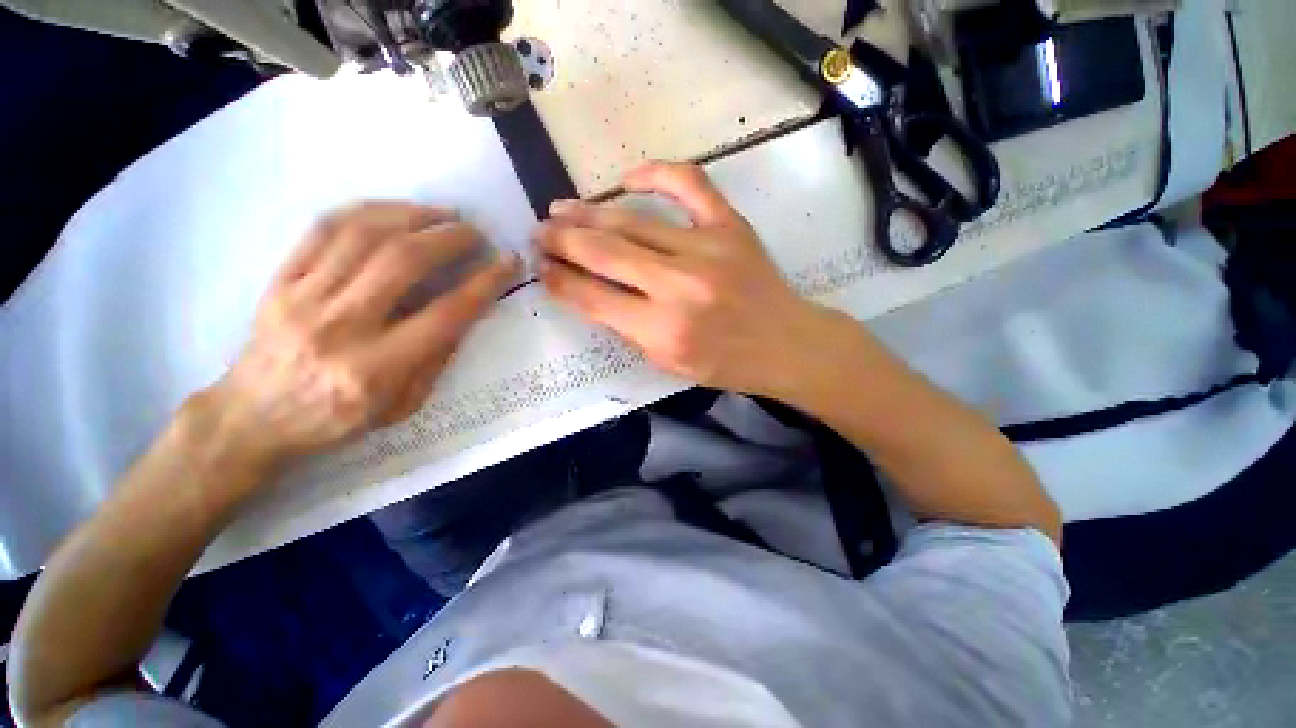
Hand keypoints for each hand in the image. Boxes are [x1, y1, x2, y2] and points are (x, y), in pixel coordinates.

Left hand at [204, 202, 520, 470]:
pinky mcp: (280, 280)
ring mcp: (302, 297)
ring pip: (362, 234)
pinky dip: (366, 211)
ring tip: (442, 214)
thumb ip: (437, 359)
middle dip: (449, 238)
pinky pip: (323, 230)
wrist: (253, 417)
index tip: (507, 262)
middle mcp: (339, 326)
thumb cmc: (337, 419)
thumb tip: (467, 313)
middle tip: (475, 233)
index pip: (446, 313)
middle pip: (402, 261)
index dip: (484, 282)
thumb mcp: (403, 405)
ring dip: (412, 215)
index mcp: (376, 367)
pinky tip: (395, 211)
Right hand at [536, 163, 837, 397]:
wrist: (784, 344)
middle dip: (562, 240)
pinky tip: (627, 179)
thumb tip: (592, 292)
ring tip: (560, 209)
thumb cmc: (725, 363)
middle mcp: (679, 286)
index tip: (540, 268)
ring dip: (590, 213)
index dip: (560, 280)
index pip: (593, 298)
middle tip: (538, 232)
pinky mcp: (730, 226)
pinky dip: (655, 173)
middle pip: (605, 252)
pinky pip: (688, 184)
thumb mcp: (668, 363)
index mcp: (663, 330)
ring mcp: (707, 248)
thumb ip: (628, 328)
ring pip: (633, 221)